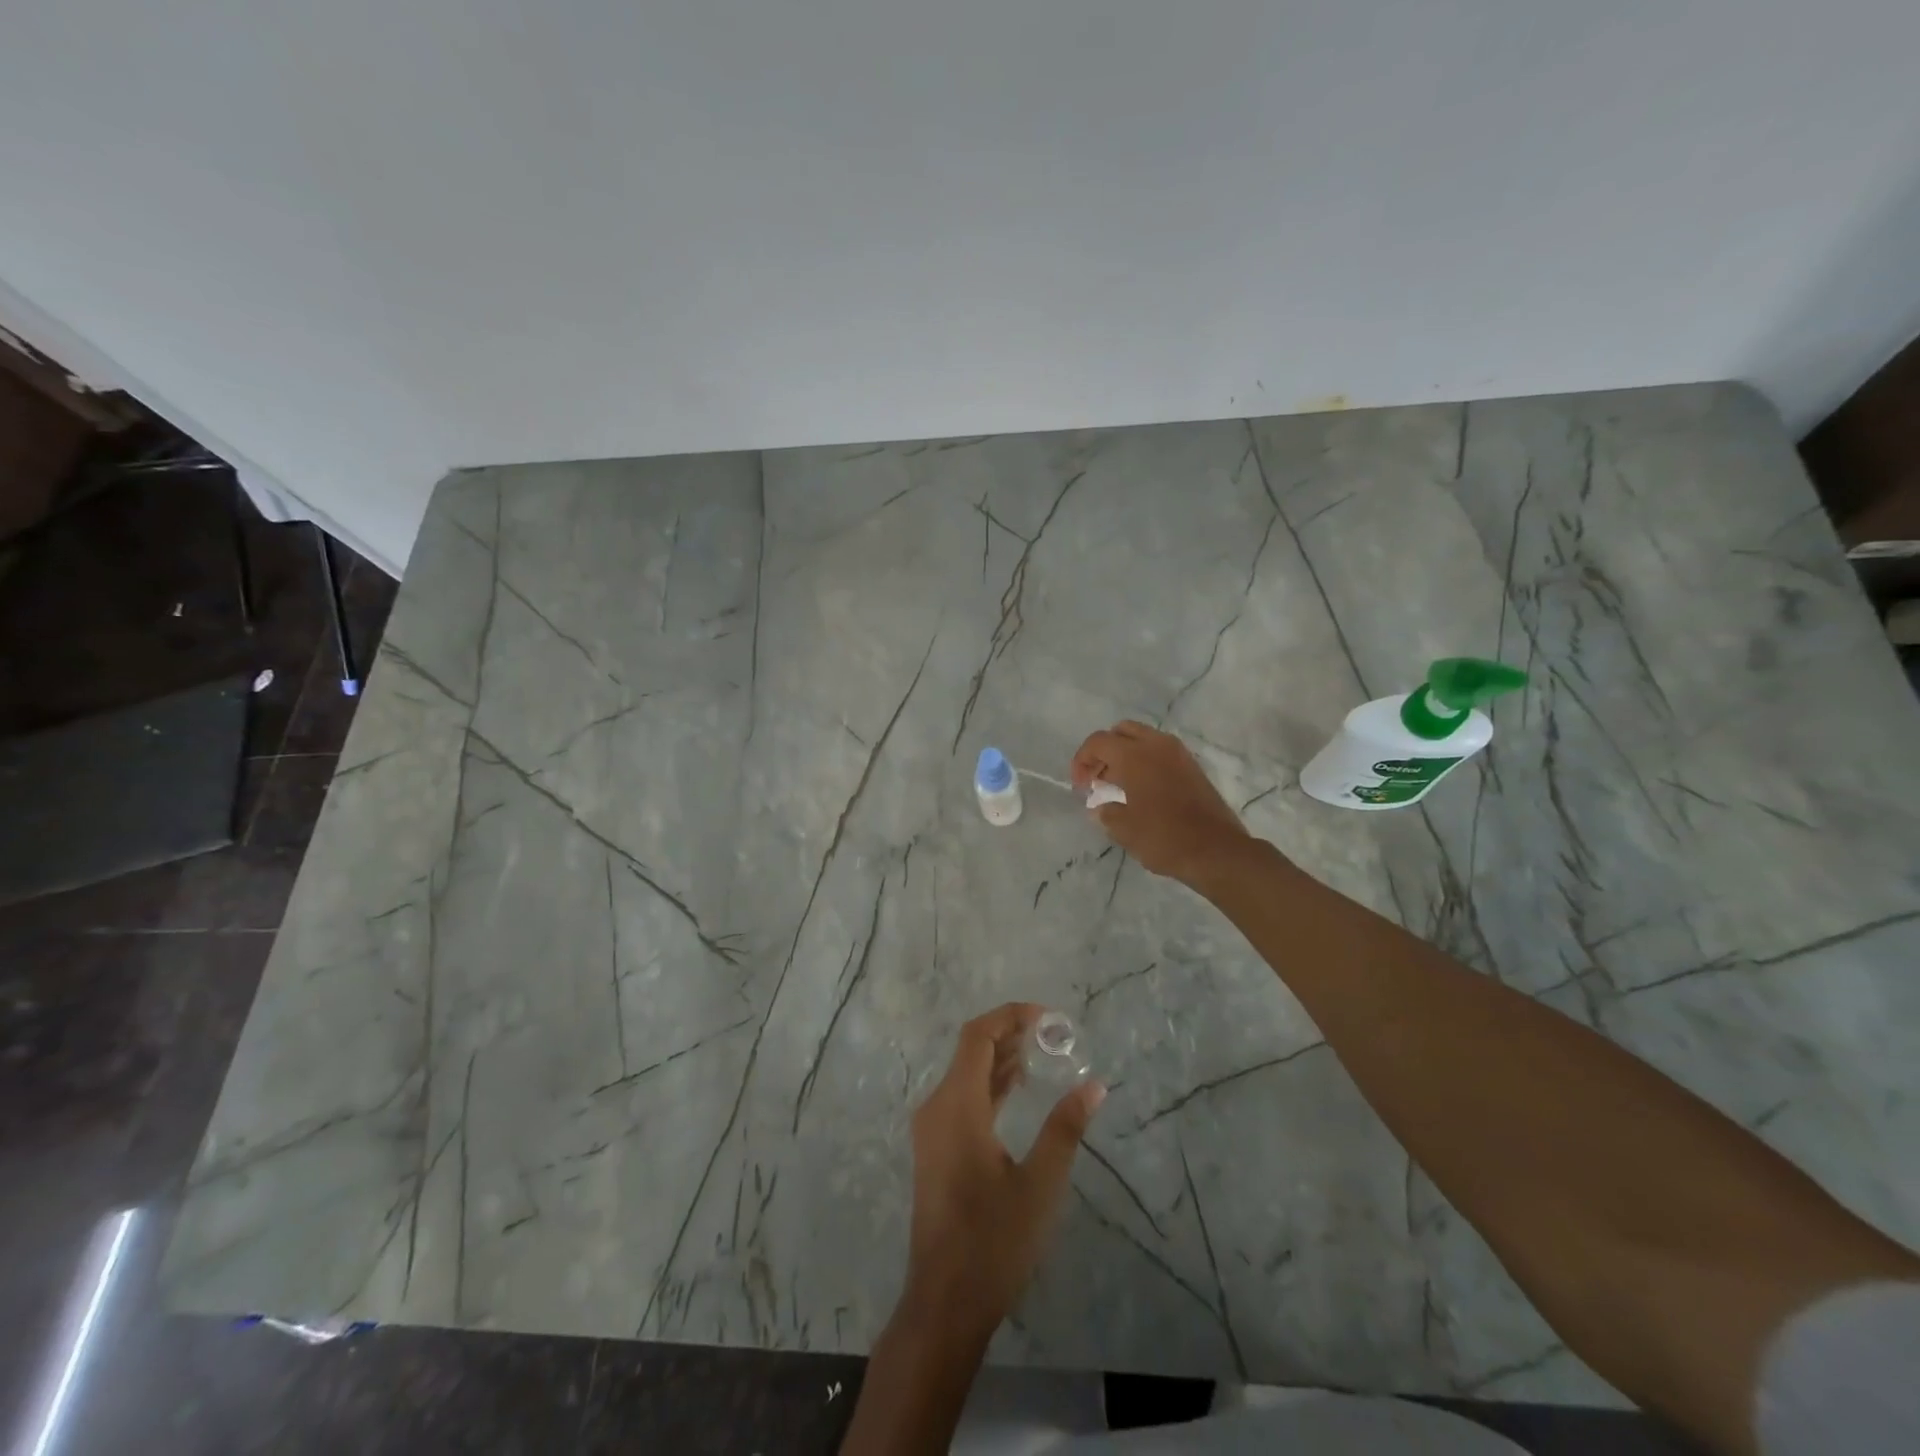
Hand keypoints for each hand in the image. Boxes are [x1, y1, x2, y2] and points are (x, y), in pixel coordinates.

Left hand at [903, 1003, 1104, 1338]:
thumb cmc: (994, 1241)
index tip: (1047, 1017)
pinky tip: (1017, 1090)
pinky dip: (990, 1085)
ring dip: (1000, 1060)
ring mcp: (932, 1129)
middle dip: (1009, 1034)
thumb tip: (1094, 1086)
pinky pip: (962, 1098)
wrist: (945, 1303)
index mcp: (957, 1105)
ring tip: (1042, 1054)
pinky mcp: (935, 1149)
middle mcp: (937, 1107)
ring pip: (965, 1074)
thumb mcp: (1040, 1184)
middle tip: (1051, 1035)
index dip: (1010, 1017)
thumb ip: (1065, 1128)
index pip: (977, 1036)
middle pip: (970, 1050)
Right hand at [1071, 720, 1255, 885]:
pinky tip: (1141, 790)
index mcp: (1134, 755)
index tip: (1080, 786)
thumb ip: (1106, 813)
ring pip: (1143, 739)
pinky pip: (1160, 752)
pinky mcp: (1192, 767)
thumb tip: (1100, 808)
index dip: (1082, 760)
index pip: (1098, 741)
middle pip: (1121, 732)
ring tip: (1116, 786)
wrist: (1217, 851)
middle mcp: (1156, 745)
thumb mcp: (1124, 830)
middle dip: (1104, 751)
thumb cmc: (1164, 837)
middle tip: (1097, 778)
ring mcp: (1178, 754)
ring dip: (1125, 755)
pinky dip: (1145, 762)